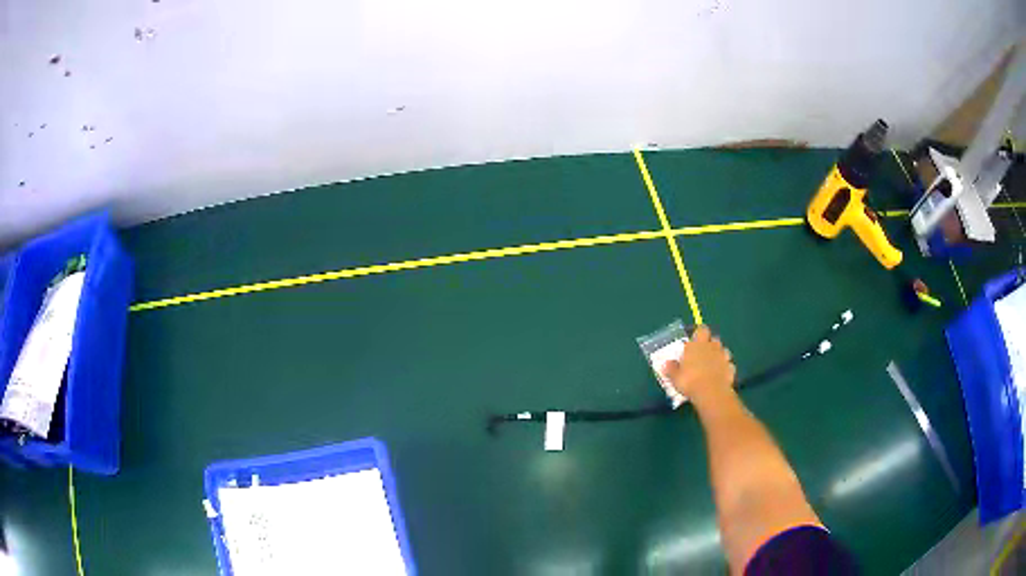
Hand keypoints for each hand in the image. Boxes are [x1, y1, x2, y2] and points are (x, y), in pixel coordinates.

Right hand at [660, 325, 735, 404]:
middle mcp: (712, 346)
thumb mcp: (675, 377)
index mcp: (697, 344)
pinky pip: (728, 365)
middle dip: (710, 344)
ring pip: (723, 350)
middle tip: (702, 353)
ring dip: (719, 355)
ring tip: (712, 365)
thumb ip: (671, 369)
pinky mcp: (731, 368)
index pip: (701, 329)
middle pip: (714, 339)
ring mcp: (723, 357)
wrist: (711, 392)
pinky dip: (725, 368)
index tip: (695, 339)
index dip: (699, 333)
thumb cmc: (690, 381)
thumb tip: (667, 363)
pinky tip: (720, 376)